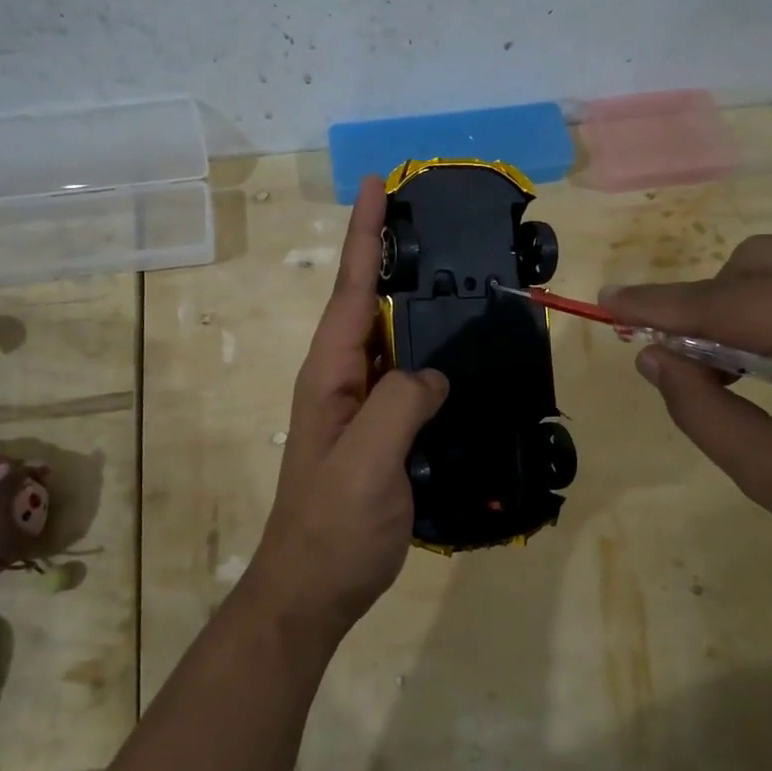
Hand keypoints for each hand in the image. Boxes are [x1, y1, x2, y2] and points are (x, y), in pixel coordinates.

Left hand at [244, 177, 448, 640]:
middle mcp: (342, 378)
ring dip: (413, 301)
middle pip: (368, 302)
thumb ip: (400, 404)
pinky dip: (429, 353)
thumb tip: (432, 375)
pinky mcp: (380, 432)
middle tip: (429, 216)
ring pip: (391, 339)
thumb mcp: (366, 461)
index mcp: (330, 372)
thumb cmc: (333, 525)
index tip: (376, 183)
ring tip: (451, 268)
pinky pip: (407, 378)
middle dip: (391, 254)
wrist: (314, 587)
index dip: (366, 233)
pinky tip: (457, 351)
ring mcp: (360, 405)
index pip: (352, 287)